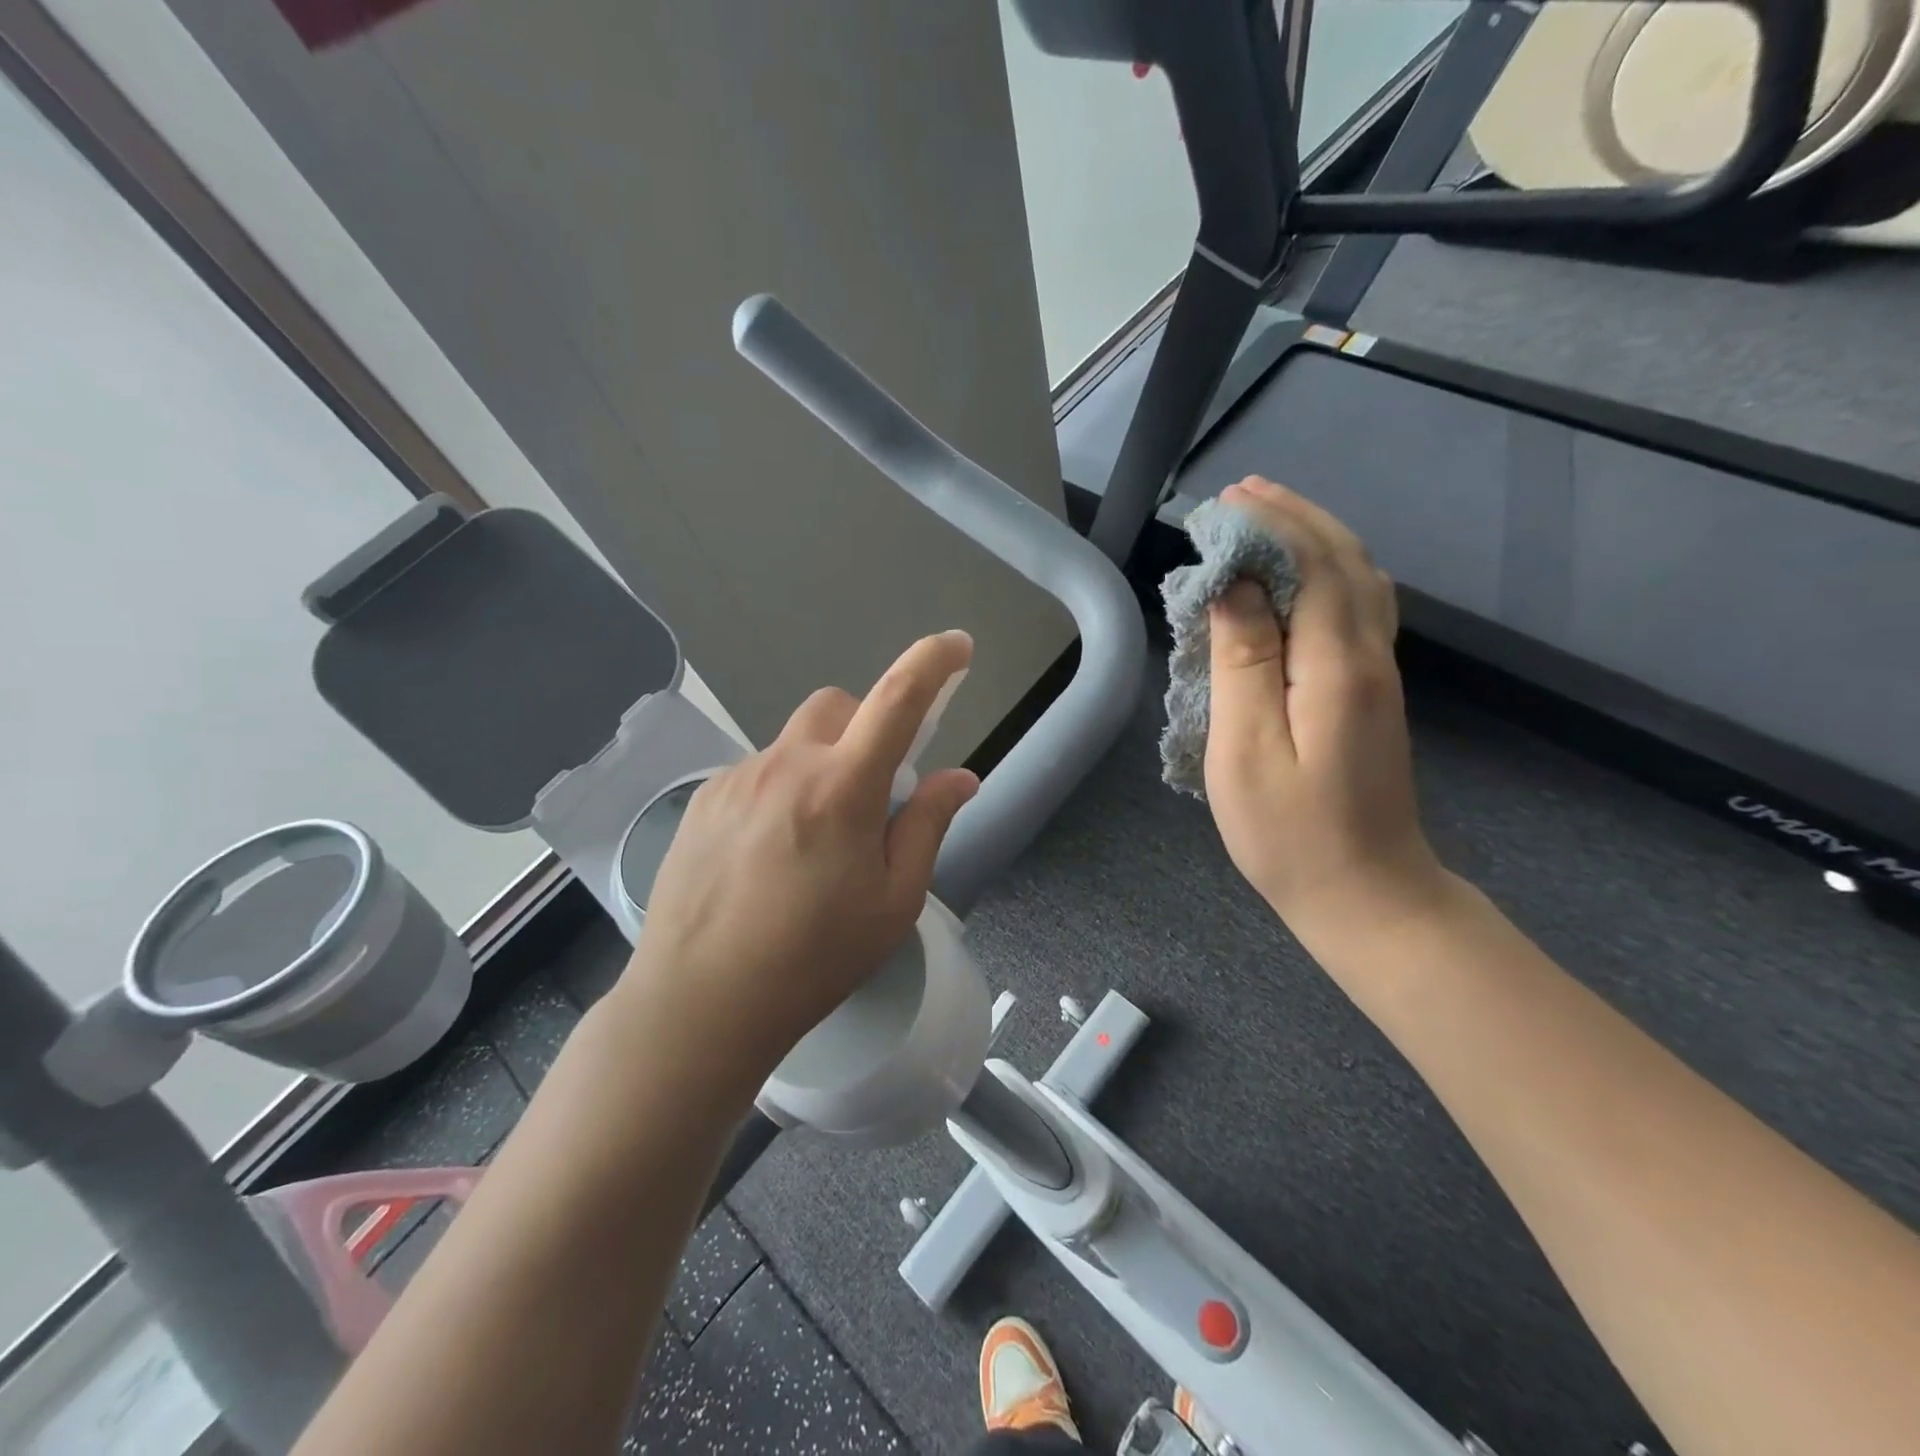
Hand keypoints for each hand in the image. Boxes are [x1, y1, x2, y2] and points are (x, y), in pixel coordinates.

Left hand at [614, 631, 979, 1089]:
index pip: (897, 700)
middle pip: (837, 706)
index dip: (933, 663)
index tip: (956, 645)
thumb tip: (960, 778)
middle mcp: (785, 765)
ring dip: (821, 764)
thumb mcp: (893, 902)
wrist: (699, 1002)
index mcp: (841, 788)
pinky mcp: (703, 799)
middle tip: (873, 789)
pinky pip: (757, 770)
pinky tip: (769, 852)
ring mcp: (736, 778)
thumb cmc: (812, 959)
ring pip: (794, 741)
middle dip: (866, 726)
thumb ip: (928, 825)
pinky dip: (782, 788)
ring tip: (814, 839)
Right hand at [1203, 478, 1444, 937]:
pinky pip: (1357, 609)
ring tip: (1266, 518)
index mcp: (1337, 666)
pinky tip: (1299, 577)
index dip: (1268, 525)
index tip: (1220, 505)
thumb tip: (1232, 588)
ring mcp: (1378, 675)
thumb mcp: (1245, 751)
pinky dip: (1327, 573)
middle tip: (1241, 493)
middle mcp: (1370, 656)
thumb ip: (1241, 663)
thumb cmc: (1290, 833)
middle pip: (1344, 560)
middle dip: (1295, 517)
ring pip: (1358, 580)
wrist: (1368, 895)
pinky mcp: (1372, 693)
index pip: (1310, 565)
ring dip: (1315, 538)